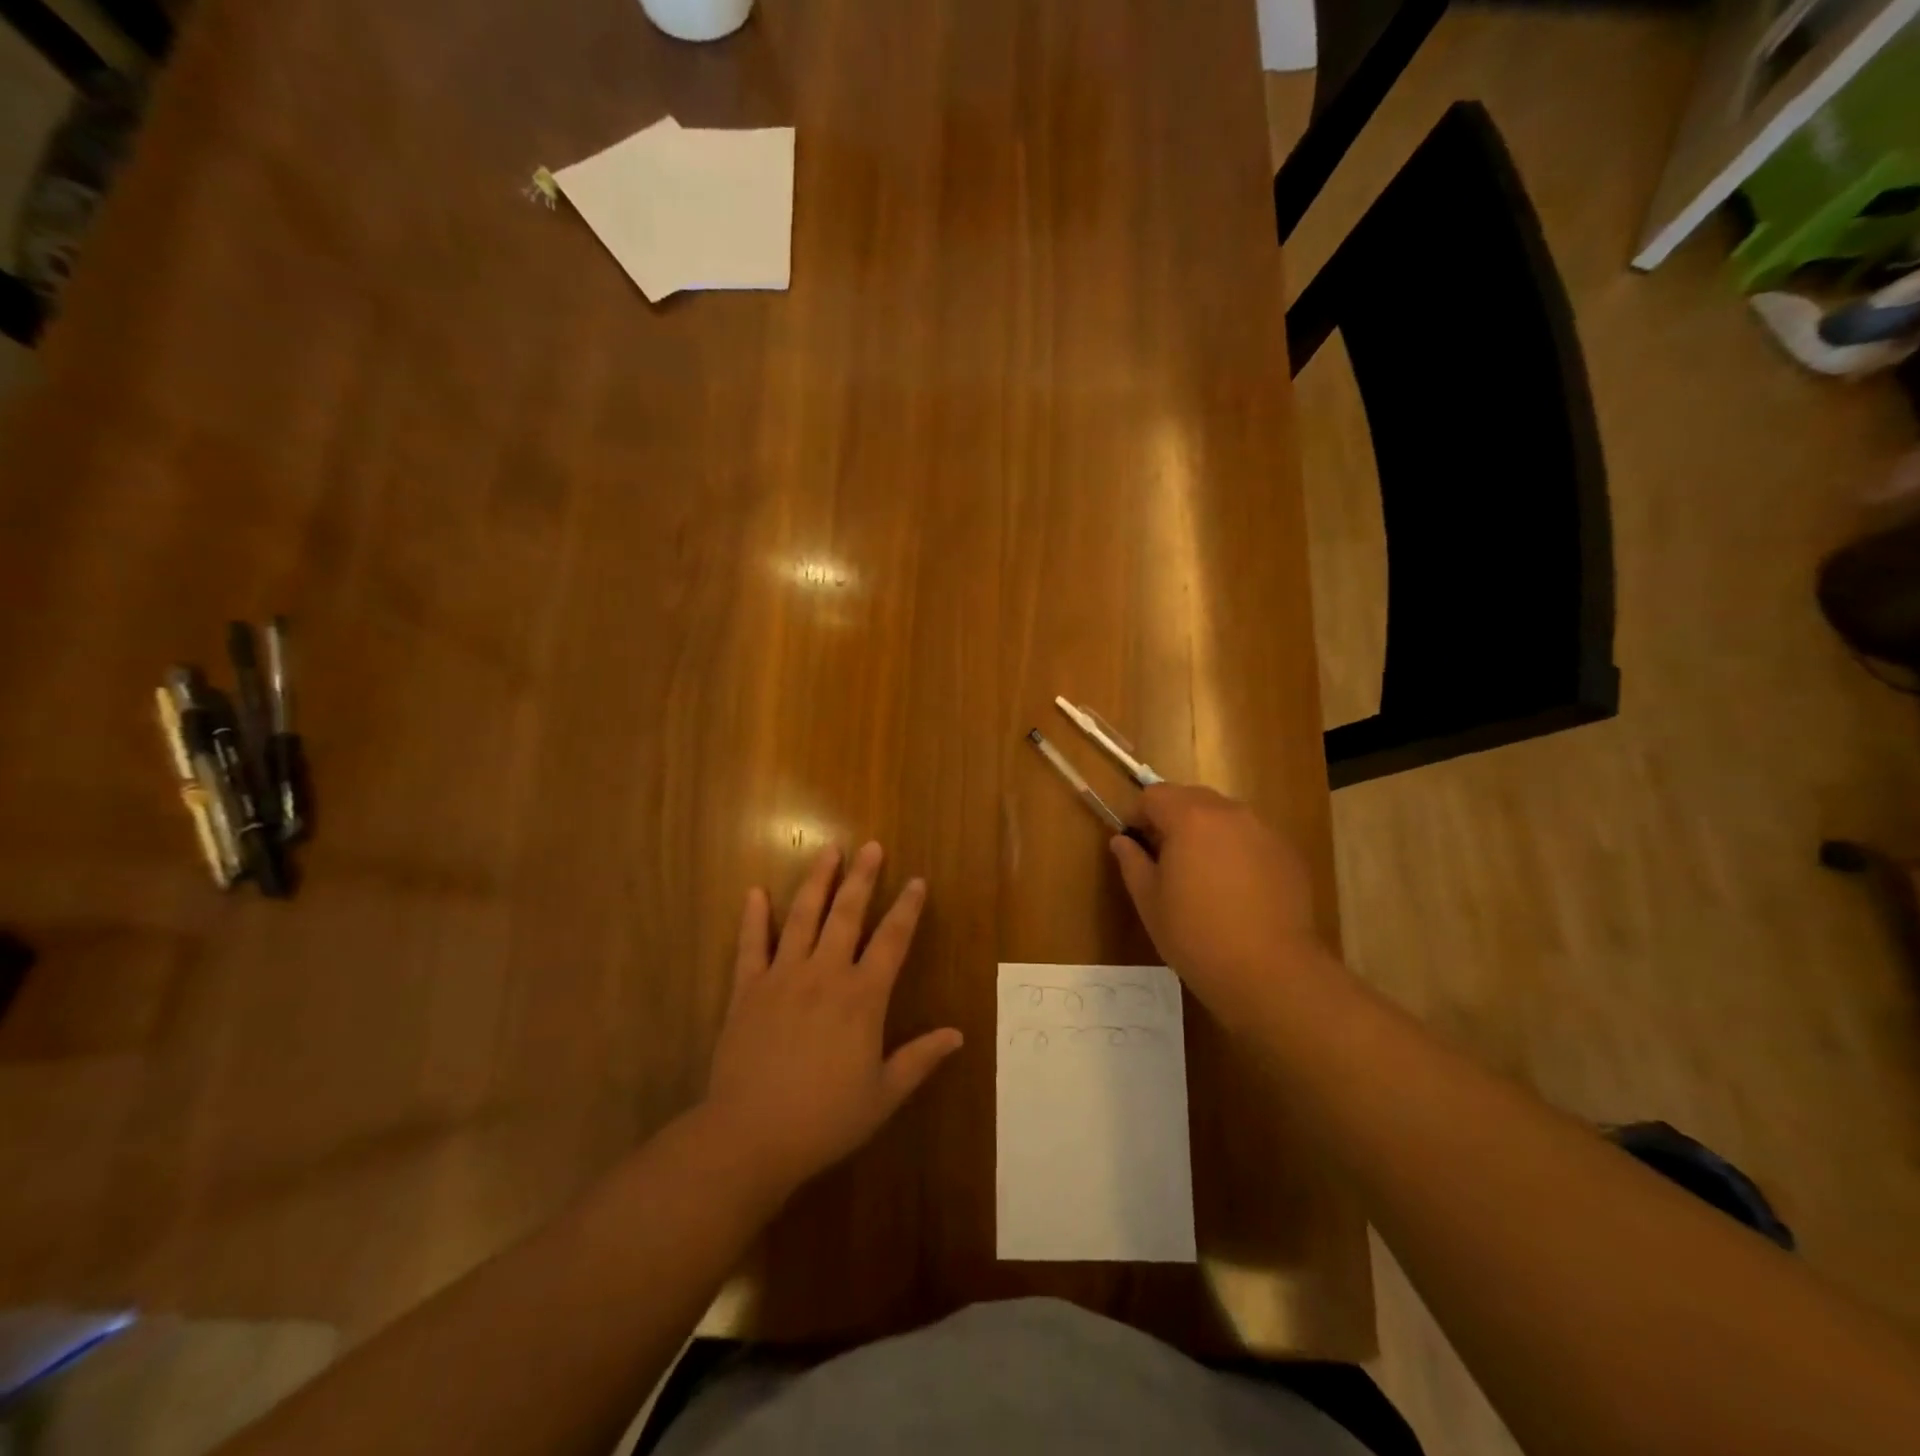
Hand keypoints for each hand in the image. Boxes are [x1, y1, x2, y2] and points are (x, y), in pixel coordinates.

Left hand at [704, 842, 962, 1193]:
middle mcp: (825, 975)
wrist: (750, 1136)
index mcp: (862, 997)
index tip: (917, 882)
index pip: (892, 941)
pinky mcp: (747, 990)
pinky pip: (751, 946)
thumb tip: (957, 1035)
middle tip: (872, 846)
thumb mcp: (883, 1095)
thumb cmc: (824, 1119)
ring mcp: (783, 977)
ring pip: (803, 918)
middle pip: (847, 915)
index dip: (907, 909)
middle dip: (863, 878)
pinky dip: (754, 918)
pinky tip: (756, 892)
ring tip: (828, 851)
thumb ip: (920, 1059)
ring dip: (817, 882)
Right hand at [1110, 784, 1333, 1019]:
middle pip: (1192, 798)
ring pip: (1225, 816)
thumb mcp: (1149, 900)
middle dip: (1173, 817)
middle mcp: (1229, 813)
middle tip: (1164, 857)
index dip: (1138, 815)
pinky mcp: (1288, 854)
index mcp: (1189, 818)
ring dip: (1206, 831)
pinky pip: (1252, 838)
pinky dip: (1236, 850)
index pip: (1154, 795)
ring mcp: (1264, 831)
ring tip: (1202, 873)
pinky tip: (1236, 889)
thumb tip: (1122, 841)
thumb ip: (1132, 862)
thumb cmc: (1196, 935)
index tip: (1134, 842)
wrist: (1270, 972)